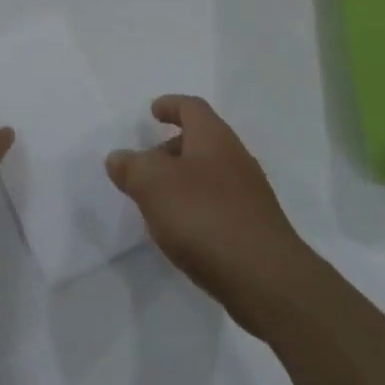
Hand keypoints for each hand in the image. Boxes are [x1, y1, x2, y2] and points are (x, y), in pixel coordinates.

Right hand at [106, 95, 315, 338]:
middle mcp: (236, 158)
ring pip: (210, 174)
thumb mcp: (154, 186)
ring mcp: (250, 194)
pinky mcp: (254, 227)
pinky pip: (219, 204)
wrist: (266, 279)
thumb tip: (118, 158)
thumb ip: (132, 167)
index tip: (153, 111)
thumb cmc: (205, 217)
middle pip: (201, 140)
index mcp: (214, 138)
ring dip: (183, 181)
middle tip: (146, 164)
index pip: (192, 108)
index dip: (170, 105)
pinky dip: (197, 208)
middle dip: (171, 148)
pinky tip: (183, 232)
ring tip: (157, 203)